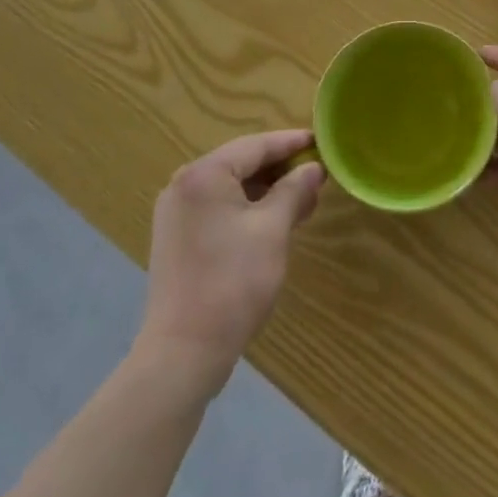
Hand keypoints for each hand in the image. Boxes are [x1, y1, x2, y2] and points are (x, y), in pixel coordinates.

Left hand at [137, 130, 323, 388]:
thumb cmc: (232, 283)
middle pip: (241, 163)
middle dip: (280, 169)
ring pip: (230, 187)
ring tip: (302, 201)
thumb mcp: (273, 230)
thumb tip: (313, 169)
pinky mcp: (177, 238)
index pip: (256, 145)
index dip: (291, 143)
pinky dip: (247, 209)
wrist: (182, 355)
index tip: (321, 141)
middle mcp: (184, 184)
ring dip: (266, 191)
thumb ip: (294, 191)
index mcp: (204, 174)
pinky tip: (273, 221)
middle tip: (316, 176)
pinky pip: (218, 208)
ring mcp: (177, 213)